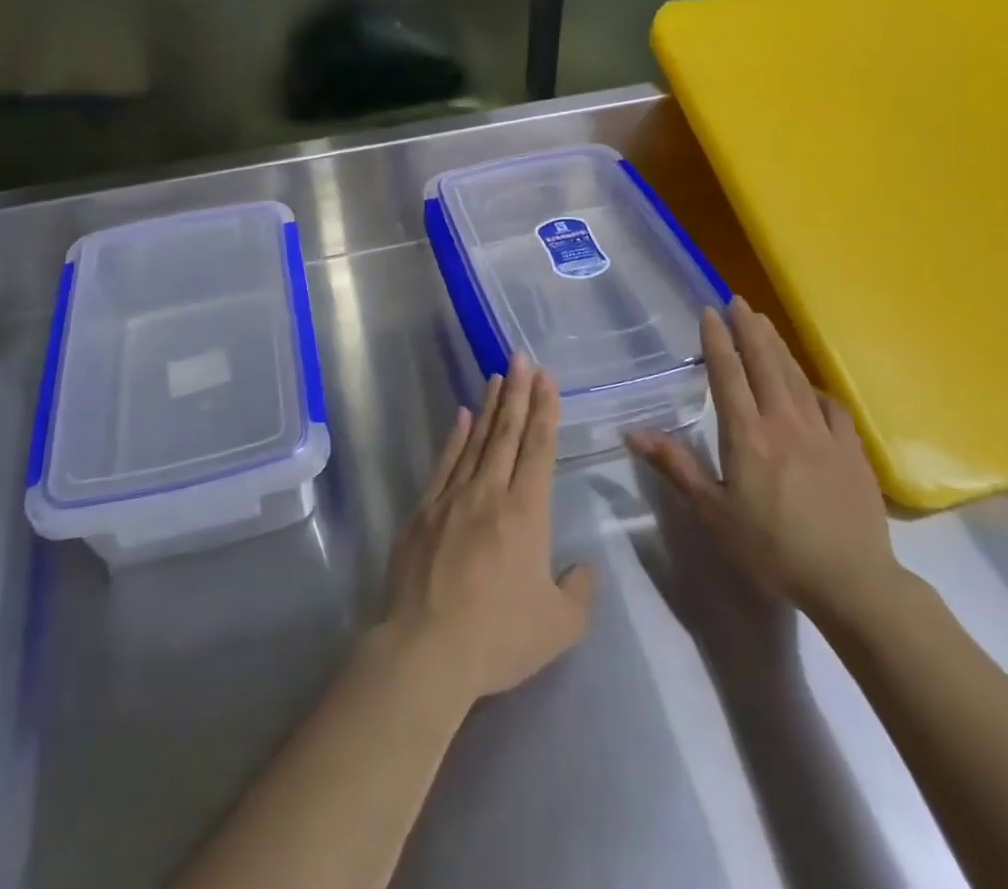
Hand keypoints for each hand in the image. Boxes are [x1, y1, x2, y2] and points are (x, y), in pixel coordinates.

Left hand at [376, 357, 594, 703]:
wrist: (426, 649)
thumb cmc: (498, 637)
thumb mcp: (558, 627)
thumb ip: (578, 592)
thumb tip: (583, 567)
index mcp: (526, 513)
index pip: (539, 449)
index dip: (545, 411)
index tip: (546, 379)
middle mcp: (490, 493)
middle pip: (507, 433)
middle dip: (518, 393)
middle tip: (522, 358)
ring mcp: (452, 497)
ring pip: (476, 441)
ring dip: (490, 407)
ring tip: (498, 377)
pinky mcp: (423, 510)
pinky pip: (444, 463)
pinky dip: (455, 437)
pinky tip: (462, 417)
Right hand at [629, 298, 901, 628]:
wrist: (852, 582)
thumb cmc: (772, 549)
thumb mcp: (713, 513)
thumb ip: (676, 467)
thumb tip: (633, 433)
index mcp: (747, 435)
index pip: (728, 375)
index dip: (717, 341)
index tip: (709, 312)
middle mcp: (784, 422)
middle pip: (764, 364)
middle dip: (749, 329)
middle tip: (738, 301)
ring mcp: (822, 433)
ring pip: (796, 377)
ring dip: (778, 346)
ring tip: (765, 323)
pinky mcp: (851, 450)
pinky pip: (831, 406)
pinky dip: (815, 387)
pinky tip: (810, 384)